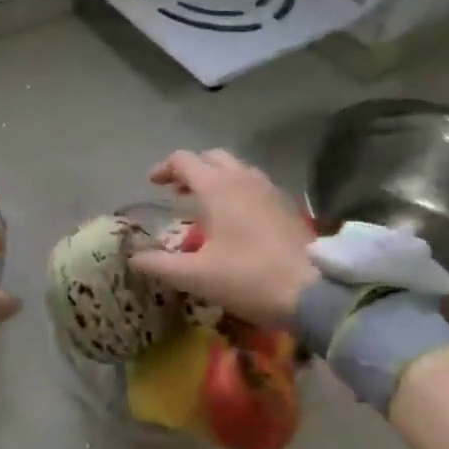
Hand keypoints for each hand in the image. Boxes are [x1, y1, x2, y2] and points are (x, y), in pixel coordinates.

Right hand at [126, 150, 315, 326]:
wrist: (316, 292)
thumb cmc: (249, 277)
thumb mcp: (196, 276)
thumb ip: (159, 264)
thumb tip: (132, 257)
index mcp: (217, 187)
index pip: (183, 160)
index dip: (164, 168)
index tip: (152, 185)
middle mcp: (243, 178)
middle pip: (212, 157)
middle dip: (191, 169)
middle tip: (178, 192)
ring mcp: (269, 189)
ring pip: (237, 168)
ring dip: (216, 178)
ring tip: (205, 204)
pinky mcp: (287, 205)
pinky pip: (255, 184)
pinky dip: (238, 190)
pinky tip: (237, 219)